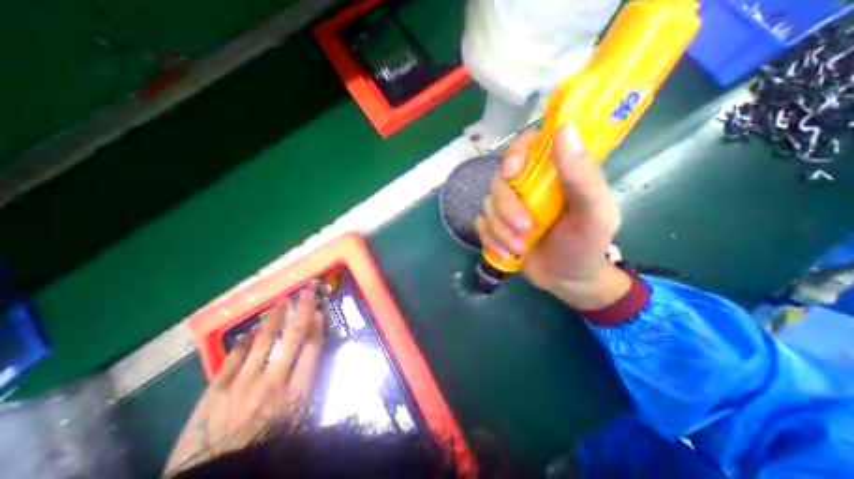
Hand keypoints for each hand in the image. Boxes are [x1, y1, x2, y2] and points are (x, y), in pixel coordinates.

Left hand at [164, 290, 324, 472]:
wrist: (219, 477)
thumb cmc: (268, 445)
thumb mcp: (299, 420)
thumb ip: (307, 388)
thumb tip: (313, 359)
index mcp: (296, 391)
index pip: (312, 348)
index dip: (318, 326)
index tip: (320, 311)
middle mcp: (274, 380)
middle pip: (293, 336)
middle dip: (303, 311)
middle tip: (307, 292)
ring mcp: (243, 383)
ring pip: (264, 339)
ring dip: (275, 318)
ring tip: (280, 303)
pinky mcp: (216, 390)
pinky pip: (234, 356)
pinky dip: (244, 341)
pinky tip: (249, 331)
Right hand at [478, 125, 629, 307]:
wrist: (567, 280)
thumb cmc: (586, 245)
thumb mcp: (595, 214)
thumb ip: (583, 176)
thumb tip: (565, 128)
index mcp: (553, 174)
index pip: (527, 145)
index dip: (515, 153)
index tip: (512, 173)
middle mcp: (527, 185)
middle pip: (499, 180)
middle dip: (507, 208)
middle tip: (525, 230)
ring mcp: (508, 206)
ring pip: (487, 205)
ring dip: (500, 230)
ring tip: (519, 248)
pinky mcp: (496, 225)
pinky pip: (480, 225)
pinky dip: (490, 240)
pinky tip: (507, 254)